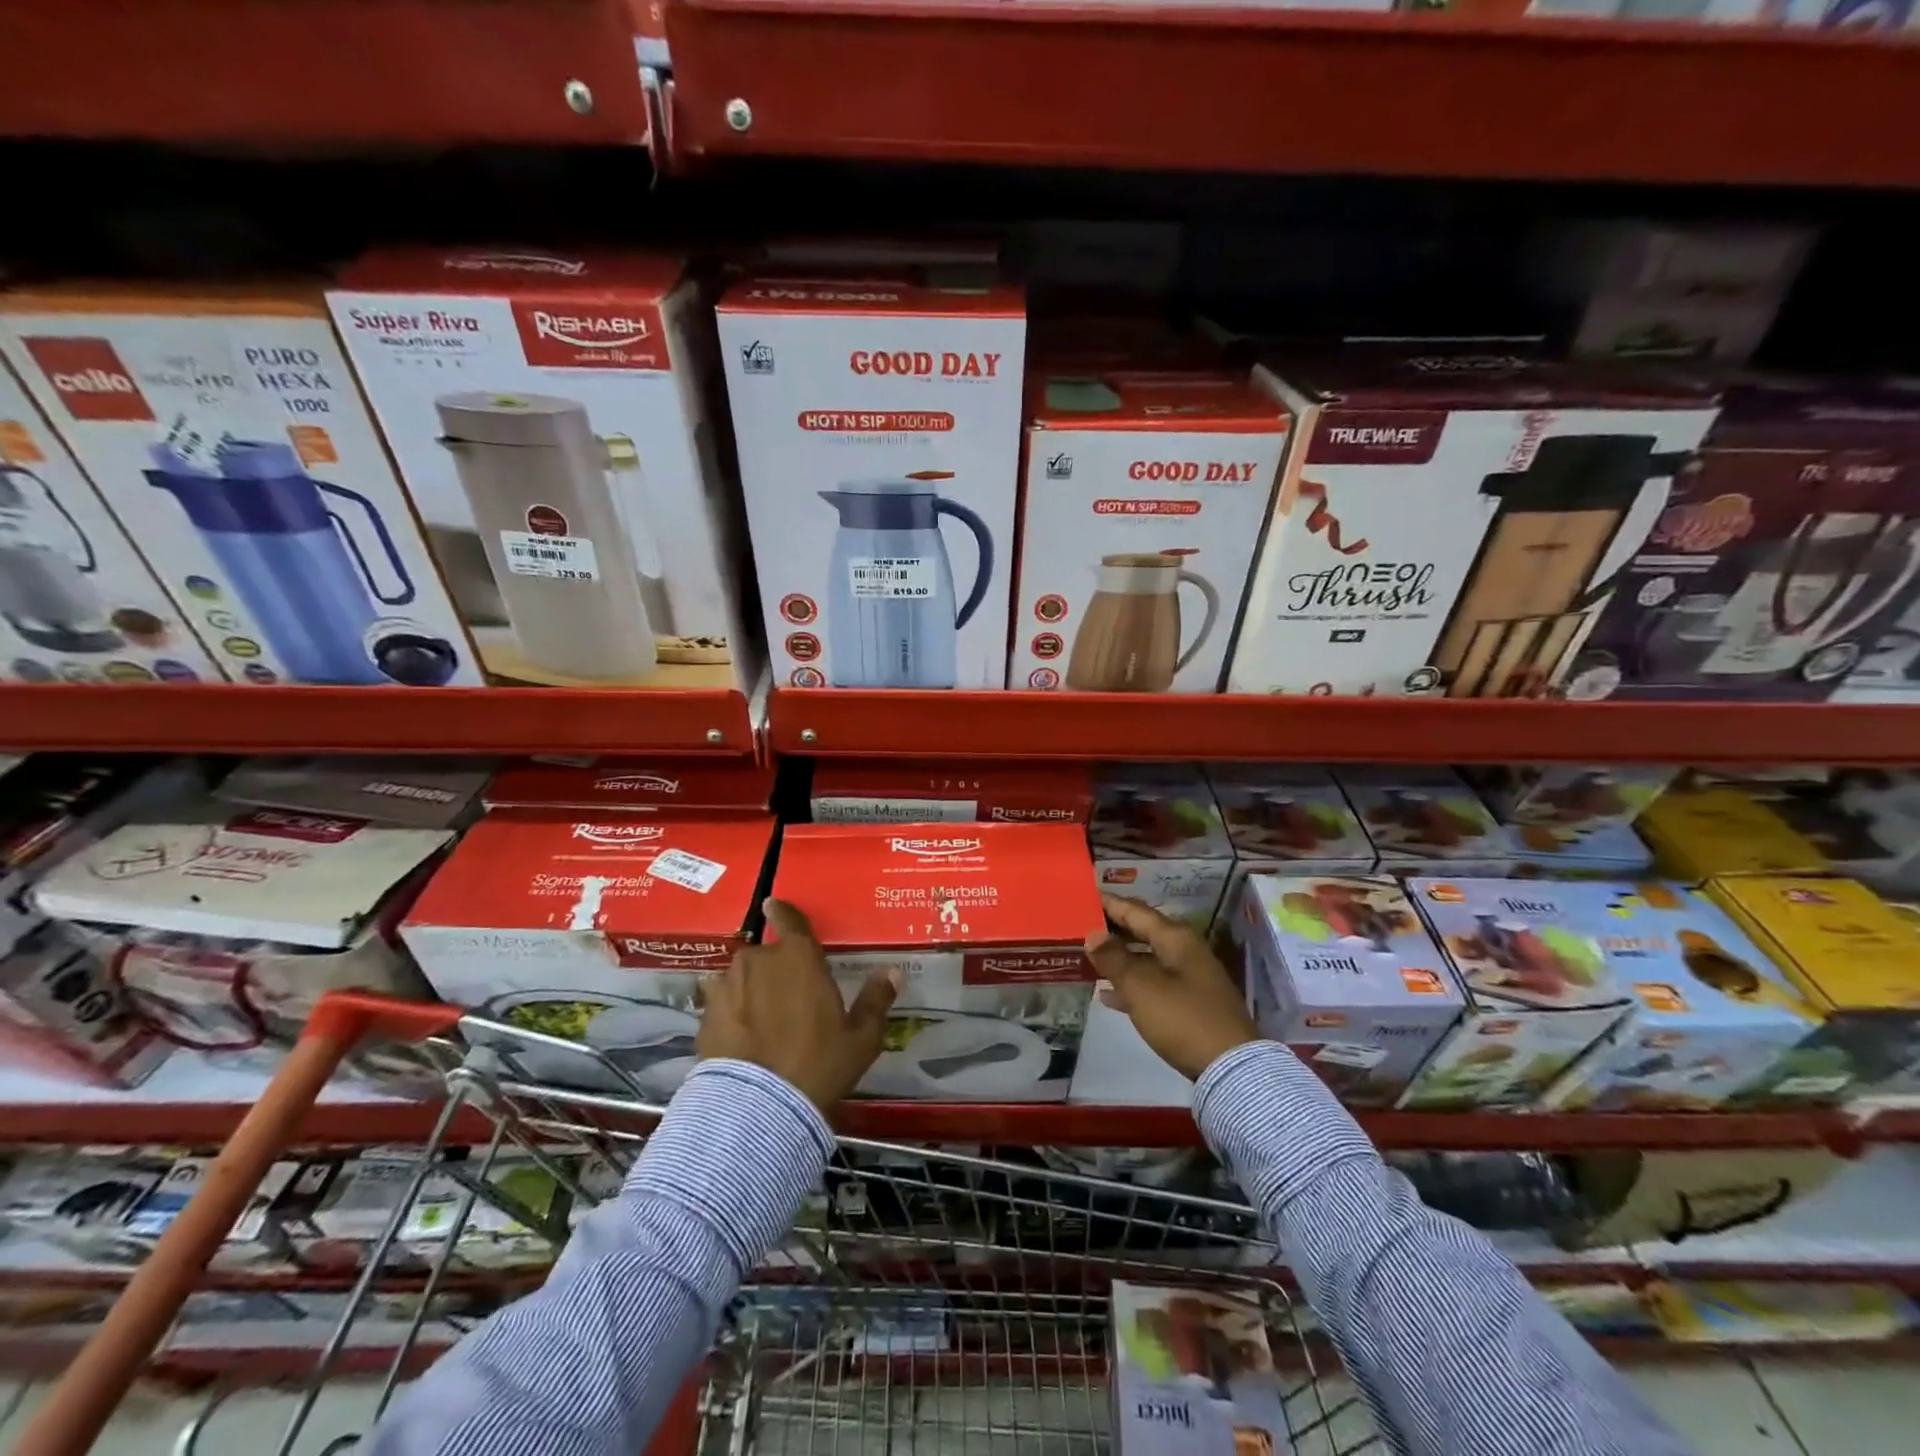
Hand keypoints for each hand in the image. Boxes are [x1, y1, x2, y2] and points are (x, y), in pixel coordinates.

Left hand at [698, 897, 898, 1110]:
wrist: (757, 1108)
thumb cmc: (819, 1064)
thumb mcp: (861, 1037)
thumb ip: (876, 1000)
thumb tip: (892, 972)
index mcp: (799, 958)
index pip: (790, 921)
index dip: (783, 912)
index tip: (772, 904)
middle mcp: (759, 961)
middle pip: (767, 955)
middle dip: (776, 969)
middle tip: (788, 997)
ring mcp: (727, 987)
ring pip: (741, 978)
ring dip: (751, 989)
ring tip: (761, 1018)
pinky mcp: (705, 1016)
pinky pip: (721, 1003)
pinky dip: (731, 1012)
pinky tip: (740, 1036)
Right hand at [1085, 895, 1258, 1081]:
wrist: (1230, 1069)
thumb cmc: (1182, 1018)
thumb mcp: (1141, 986)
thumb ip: (1114, 958)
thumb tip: (1093, 934)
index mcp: (1176, 938)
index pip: (1136, 911)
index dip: (1110, 904)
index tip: (1083, 898)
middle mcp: (1185, 951)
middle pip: (1143, 932)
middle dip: (1113, 930)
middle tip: (1081, 928)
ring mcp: (1190, 979)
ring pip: (1147, 959)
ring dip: (1119, 959)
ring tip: (1088, 959)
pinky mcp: (1191, 1005)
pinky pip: (1154, 984)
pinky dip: (1132, 985)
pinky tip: (1108, 995)